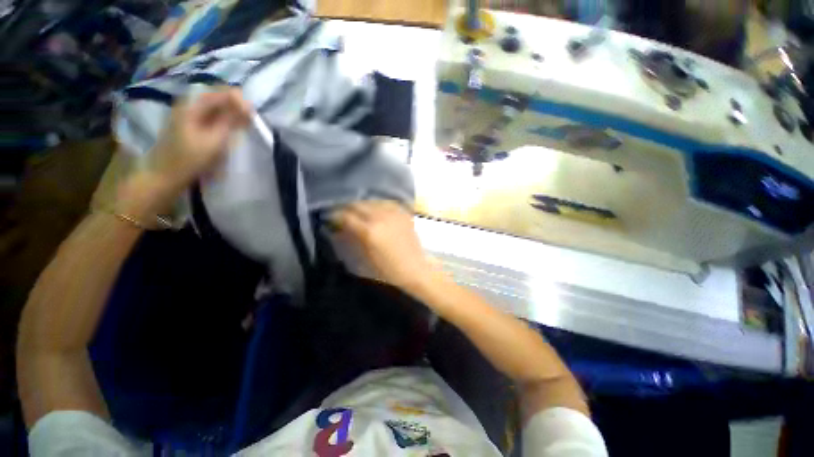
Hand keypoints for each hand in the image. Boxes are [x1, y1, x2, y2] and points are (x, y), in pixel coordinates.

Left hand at [116, 88, 250, 222]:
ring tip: (244, 124)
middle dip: (236, 106)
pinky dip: (224, 120)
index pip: (220, 92)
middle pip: (217, 97)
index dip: (238, 100)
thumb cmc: (190, 159)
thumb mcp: (214, 140)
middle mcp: (189, 105)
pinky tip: (231, 128)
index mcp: (192, 105)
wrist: (165, 174)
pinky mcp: (191, 124)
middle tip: (250, 120)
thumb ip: (230, 121)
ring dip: (231, 114)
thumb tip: (247, 106)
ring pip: (215, 107)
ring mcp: (189, 114)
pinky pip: (211, 115)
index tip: (252, 113)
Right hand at [332, 200, 439, 291]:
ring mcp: (393, 213)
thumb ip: (352, 238)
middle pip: (358, 204)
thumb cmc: (388, 269)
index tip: (330, 217)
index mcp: (369, 231)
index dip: (335, 215)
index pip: (346, 215)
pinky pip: (386, 203)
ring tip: (357, 210)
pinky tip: (375, 209)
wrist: (415, 268)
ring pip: (372, 200)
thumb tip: (339, 228)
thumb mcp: (365, 257)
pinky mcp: (403, 213)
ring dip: (362, 204)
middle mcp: (380, 217)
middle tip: (342, 212)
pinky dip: (377, 204)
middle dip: (347, 207)